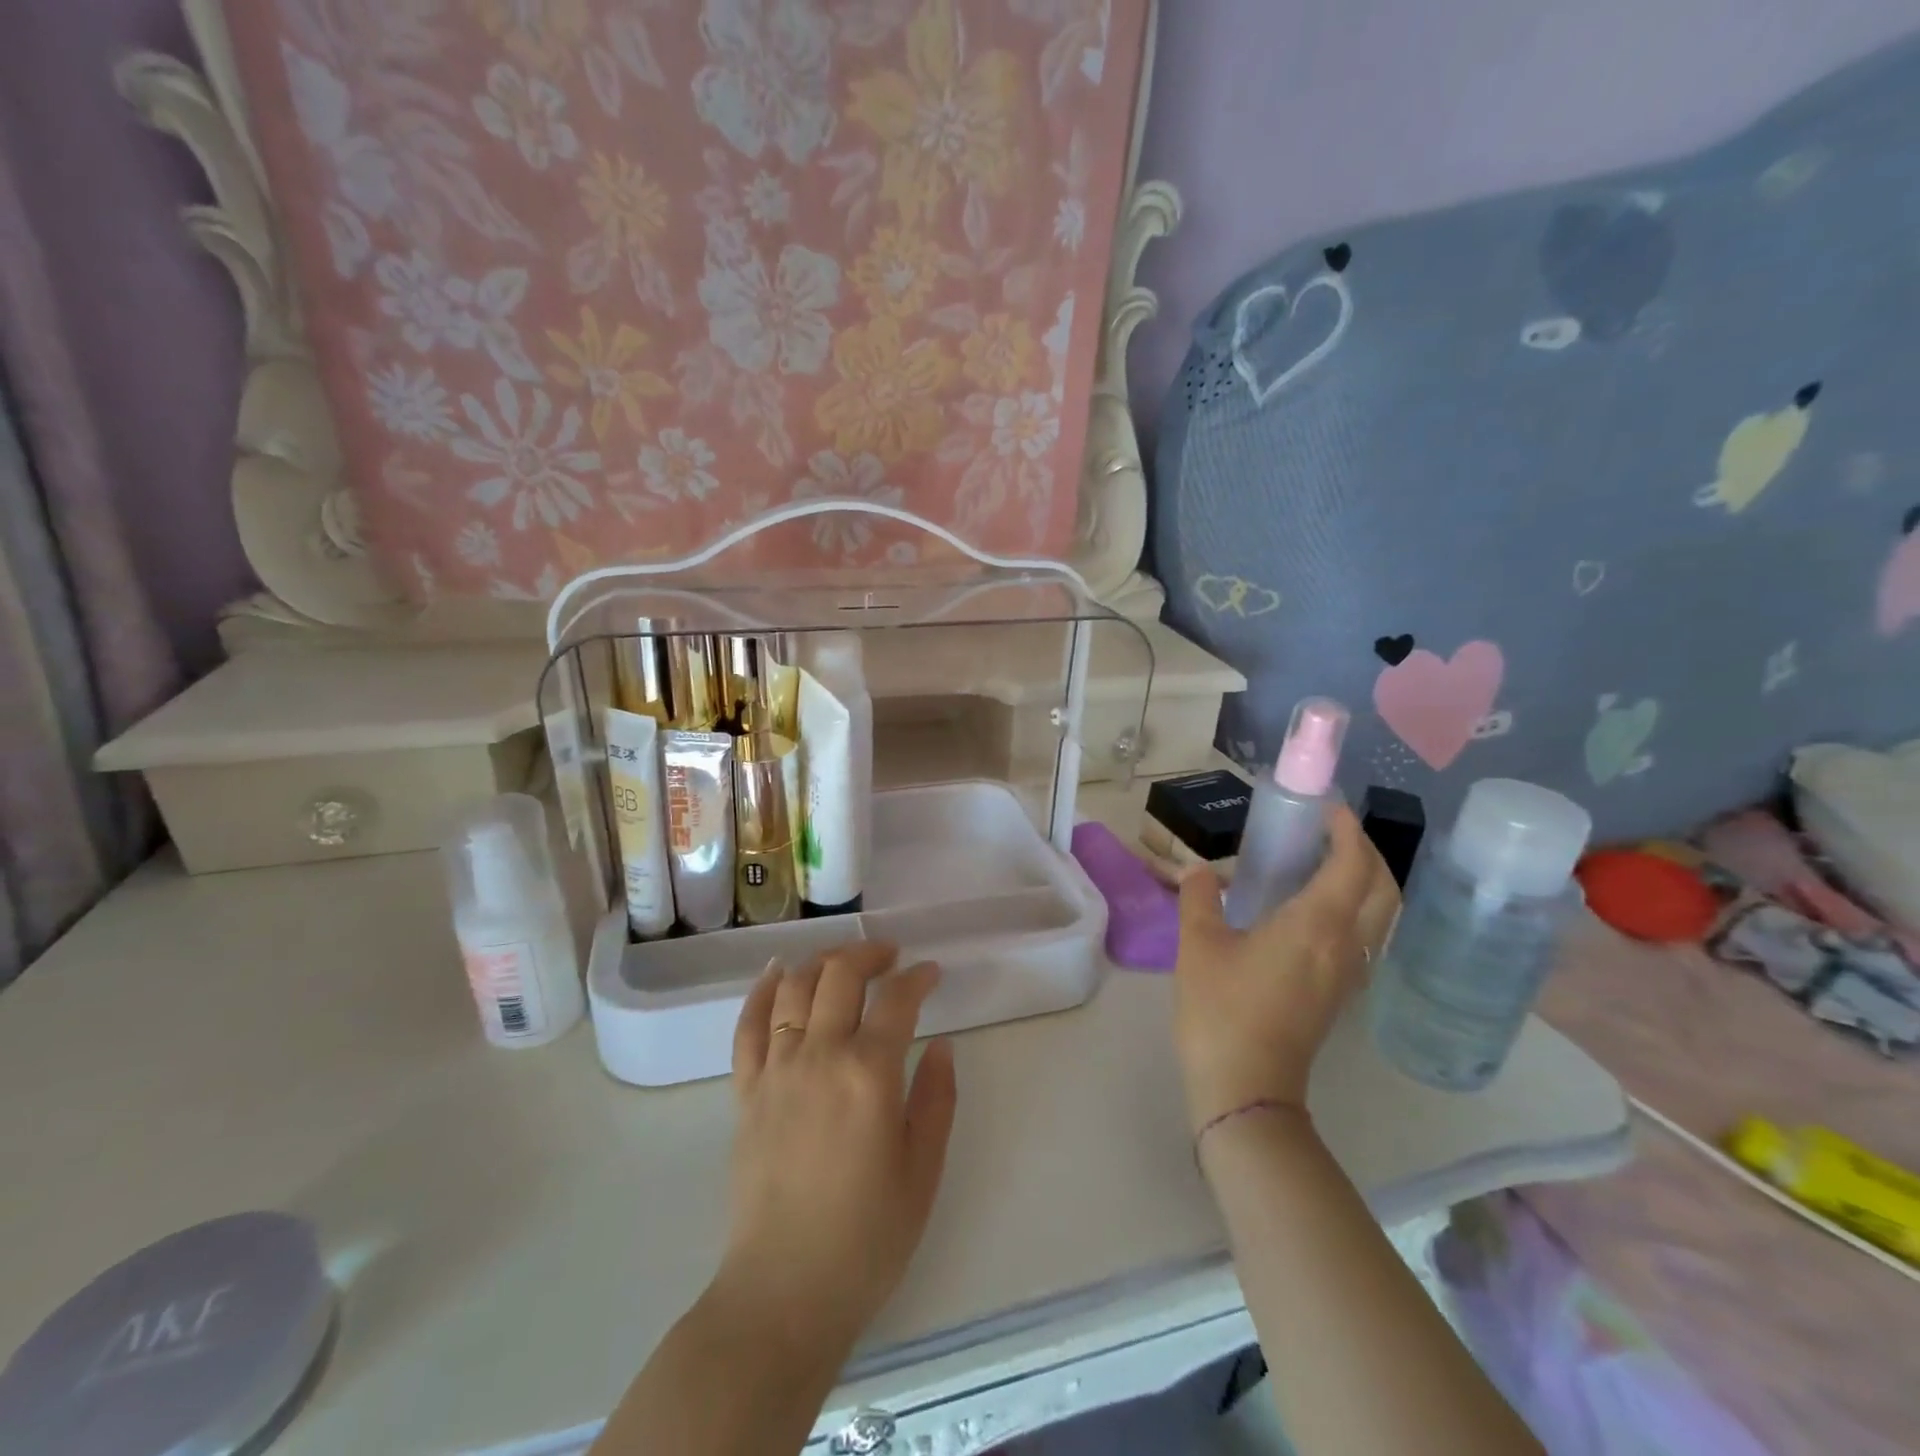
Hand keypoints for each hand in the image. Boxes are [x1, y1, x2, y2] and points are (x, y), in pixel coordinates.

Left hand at [716, 942, 956, 1356]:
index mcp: (870, 1074)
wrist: (784, 1292)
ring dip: (821, 961)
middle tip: (890, 957)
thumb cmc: (867, 1238)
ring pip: (793, 987)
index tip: (931, 974)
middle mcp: (820, 1056)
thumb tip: (942, 1044)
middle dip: (869, 954)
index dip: (918, 978)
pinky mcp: (745, 1091)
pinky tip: (777, 972)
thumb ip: (936, 1099)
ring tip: (843, 962)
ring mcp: (776, 1070)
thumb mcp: (923, 1171)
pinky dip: (761, 989)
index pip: (897, 1000)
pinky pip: (747, 1024)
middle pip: (840, 975)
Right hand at [1174, 804, 1397, 1130]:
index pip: (1353, 863)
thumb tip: (1200, 872)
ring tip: (1322, 862)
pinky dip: (1353, 907)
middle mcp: (1347, 943)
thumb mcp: (1199, 944)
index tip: (1324, 806)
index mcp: (1318, 924)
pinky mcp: (1340, 993)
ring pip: (1380, 914)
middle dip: (1365, 850)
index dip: (1346, 828)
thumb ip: (1198, 898)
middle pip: (1383, 886)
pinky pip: (1364, 935)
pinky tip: (1311, 908)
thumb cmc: (1222, 1009)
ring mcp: (1349, 972)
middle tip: (1328, 831)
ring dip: (1364, 879)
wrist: (1246, 1087)